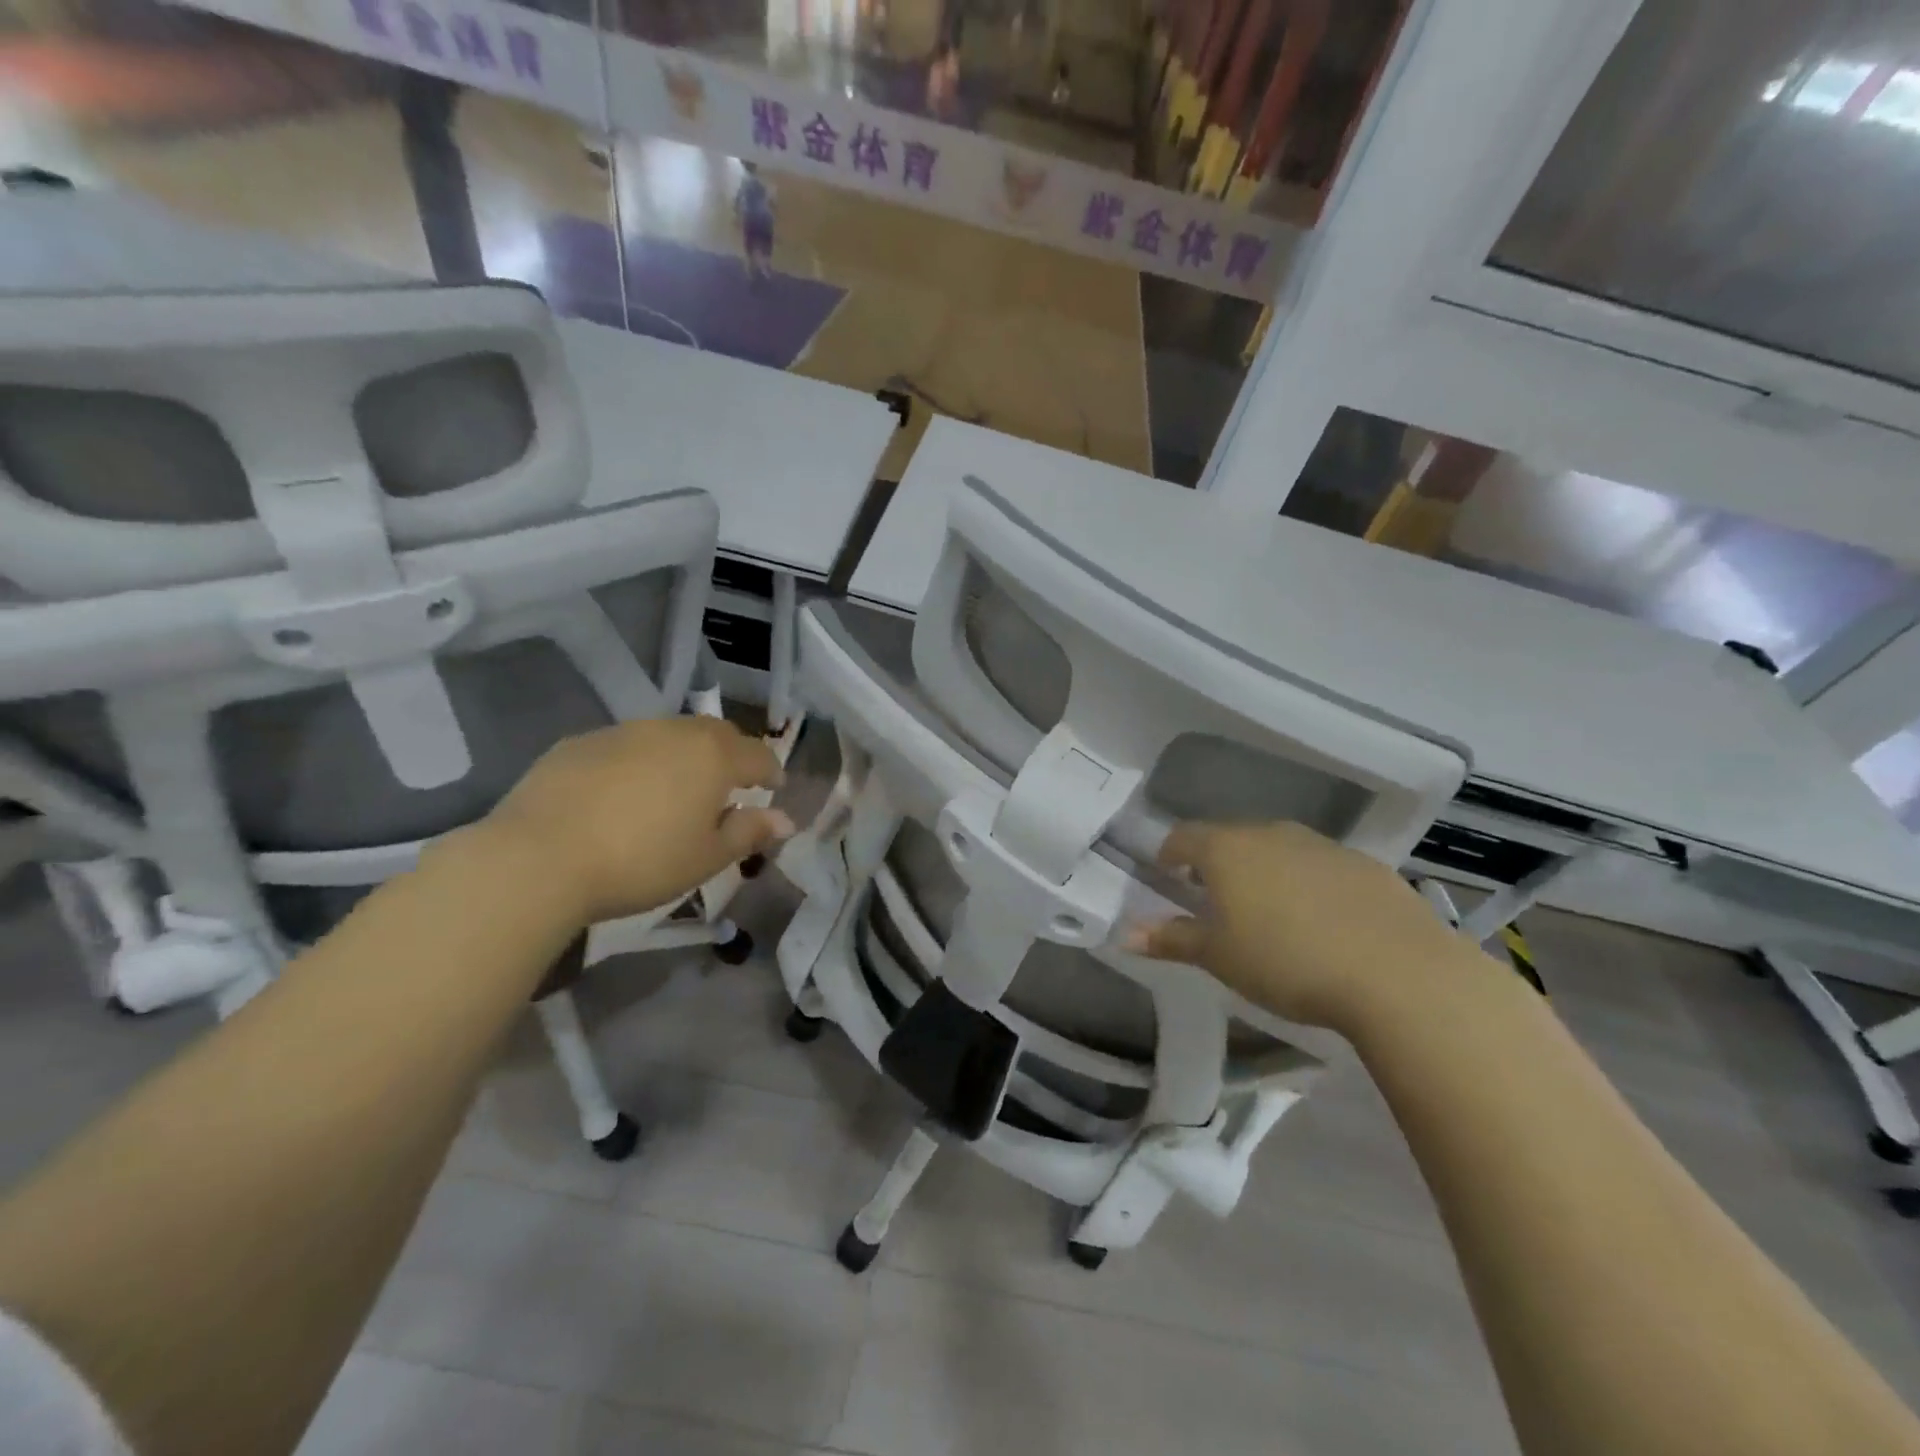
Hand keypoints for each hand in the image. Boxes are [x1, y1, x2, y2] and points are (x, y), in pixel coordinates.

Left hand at [480, 717, 790, 925]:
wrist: (539, 858)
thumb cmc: (641, 862)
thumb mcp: (706, 857)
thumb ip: (749, 832)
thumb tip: (785, 819)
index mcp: (713, 757)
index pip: (758, 754)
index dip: (771, 770)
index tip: (774, 787)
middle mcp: (673, 732)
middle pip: (716, 734)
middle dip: (731, 754)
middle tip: (731, 783)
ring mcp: (624, 732)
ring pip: (669, 734)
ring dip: (684, 754)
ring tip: (677, 786)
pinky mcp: (581, 742)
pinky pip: (626, 745)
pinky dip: (639, 761)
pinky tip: (624, 792)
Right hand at [1138, 821, 1481, 1034]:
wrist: (1397, 974)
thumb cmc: (1286, 961)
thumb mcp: (1218, 957)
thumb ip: (1170, 940)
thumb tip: (1124, 934)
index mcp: (1227, 850)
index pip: (1184, 836)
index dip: (1170, 854)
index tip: (1169, 877)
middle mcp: (1272, 834)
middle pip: (1232, 839)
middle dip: (1218, 864)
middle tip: (1217, 901)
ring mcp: (1324, 846)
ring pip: (1279, 849)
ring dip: (1266, 871)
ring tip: (1271, 913)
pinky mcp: (1367, 866)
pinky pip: (1322, 867)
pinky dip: (1310, 884)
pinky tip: (1324, 923)